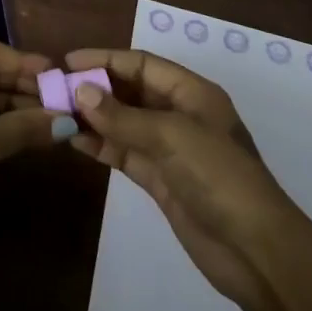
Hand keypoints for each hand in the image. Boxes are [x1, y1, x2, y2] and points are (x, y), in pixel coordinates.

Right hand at [64, 48, 298, 304]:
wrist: (256, 251)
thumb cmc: (218, 176)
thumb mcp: (170, 136)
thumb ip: (122, 116)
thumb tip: (79, 91)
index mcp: (192, 92)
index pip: (141, 64)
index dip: (106, 59)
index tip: (68, 61)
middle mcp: (180, 114)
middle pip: (131, 91)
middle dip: (96, 88)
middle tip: (55, 89)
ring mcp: (170, 149)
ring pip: (124, 123)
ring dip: (94, 118)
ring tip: (57, 113)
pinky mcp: (161, 180)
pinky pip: (125, 153)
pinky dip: (102, 146)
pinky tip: (75, 141)